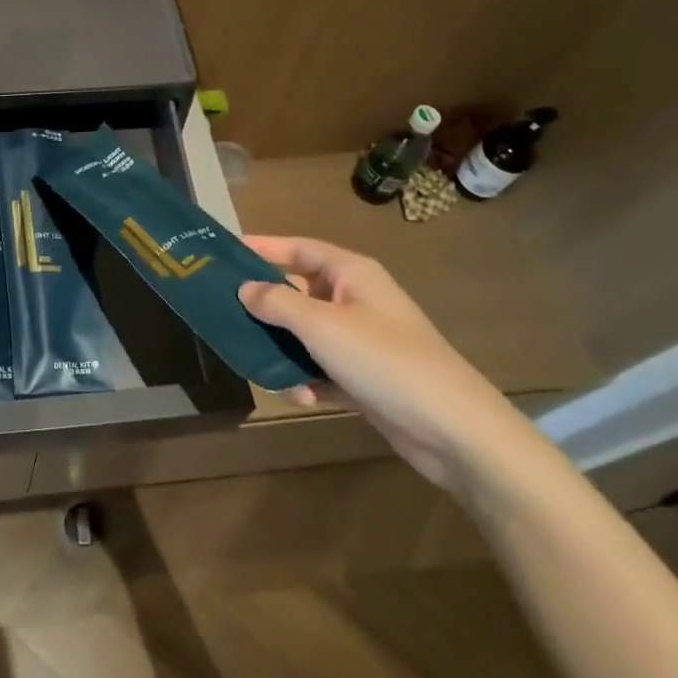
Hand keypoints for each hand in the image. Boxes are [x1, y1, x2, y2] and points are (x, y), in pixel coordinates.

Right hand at [239, 236, 545, 494]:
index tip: (224, 253)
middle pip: (297, 292)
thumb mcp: (322, 326)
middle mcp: (354, 300)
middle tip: (226, 315)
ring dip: (283, 351)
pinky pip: (320, 367)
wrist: (453, 429)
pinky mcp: (362, 376)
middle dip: (265, 307)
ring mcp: (360, 340)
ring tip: (262, 368)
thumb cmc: (384, 360)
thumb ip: (277, 303)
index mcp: (351, 274)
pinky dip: (306, 379)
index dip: (263, 247)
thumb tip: (245, 288)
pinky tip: (301, 398)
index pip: (298, 248)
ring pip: (304, 335)